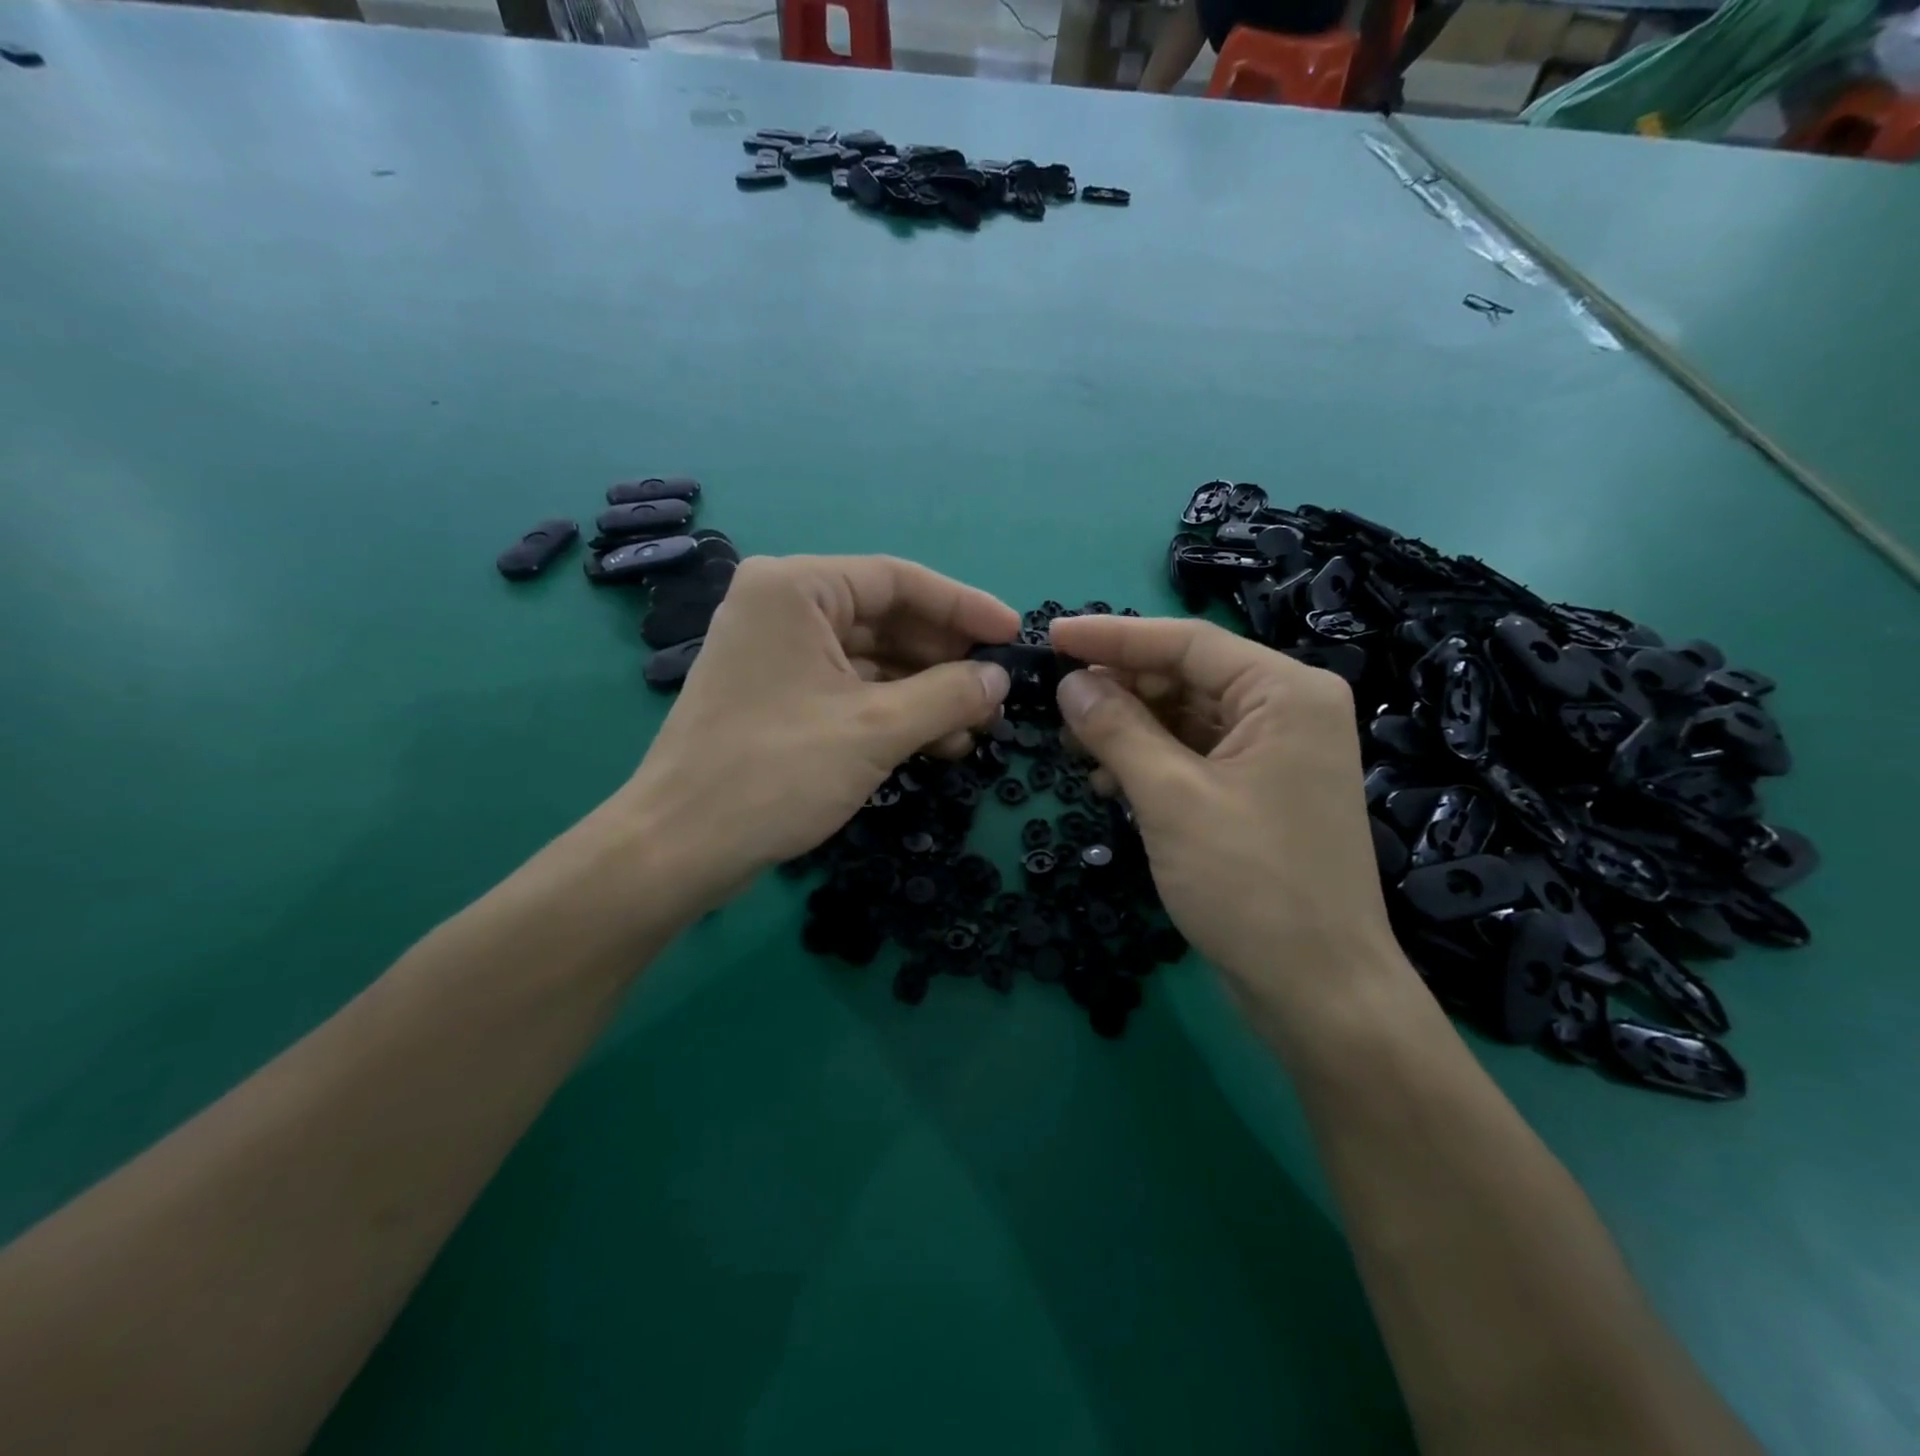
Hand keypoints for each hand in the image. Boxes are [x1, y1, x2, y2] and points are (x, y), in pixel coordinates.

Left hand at [616, 556, 1016, 905]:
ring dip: (925, 690)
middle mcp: (782, 607)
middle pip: (885, 617)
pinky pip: (850, 688)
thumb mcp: (876, 729)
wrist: (680, 848)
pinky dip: (893, 711)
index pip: (898, 580)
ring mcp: (777, 653)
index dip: (964, 606)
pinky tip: (937, 742)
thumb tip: (999, 679)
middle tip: (997, 689)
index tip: (1014, 634)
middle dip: (945, 656)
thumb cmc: (776, 772)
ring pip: (871, 658)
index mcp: (796, 588)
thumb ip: (948, 695)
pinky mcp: (778, 696)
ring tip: (976, 727)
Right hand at [1045, 615, 1410, 1031]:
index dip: (1113, 637)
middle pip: (1187, 677)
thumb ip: (1117, 730)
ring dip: (1129, 729)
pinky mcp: (1260, 792)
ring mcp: (1276, 754)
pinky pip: (1195, 756)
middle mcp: (1288, 710)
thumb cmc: (1250, 884)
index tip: (1052, 637)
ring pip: (1186, 718)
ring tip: (1075, 748)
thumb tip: (1069, 683)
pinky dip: (1151, 762)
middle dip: (1121, 690)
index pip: (1187, 643)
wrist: (1318, 991)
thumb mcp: (1172, 799)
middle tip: (1058, 704)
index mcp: (1286, 692)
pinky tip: (1110, 783)